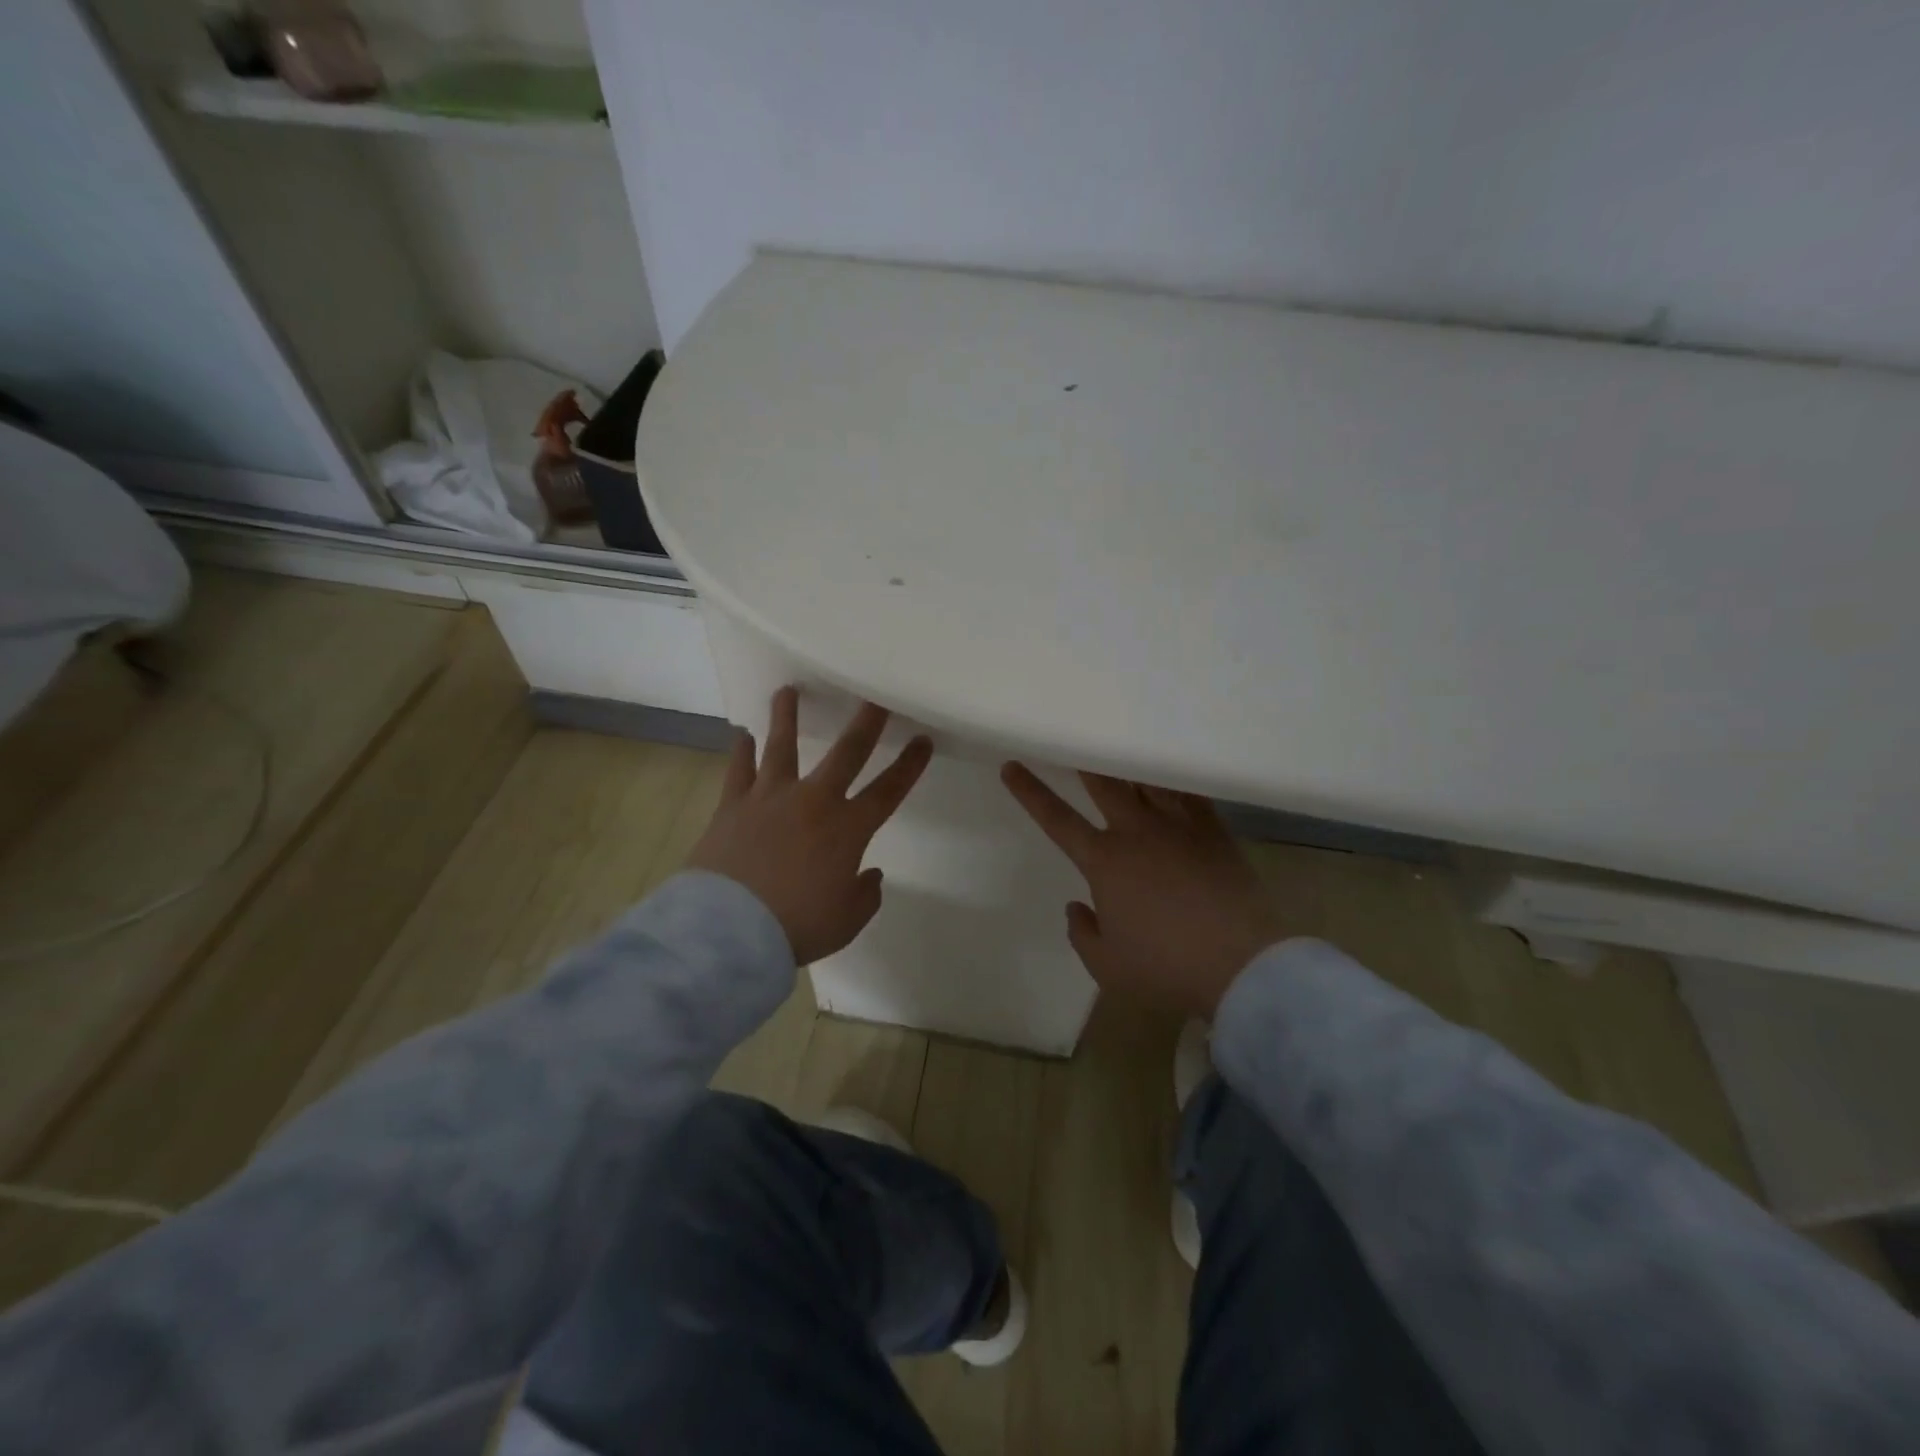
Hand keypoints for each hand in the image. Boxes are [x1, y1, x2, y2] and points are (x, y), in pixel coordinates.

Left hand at [690, 687, 931, 963]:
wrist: (729, 930)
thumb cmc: (796, 926)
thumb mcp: (845, 921)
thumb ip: (865, 895)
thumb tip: (870, 874)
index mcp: (848, 829)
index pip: (889, 790)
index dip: (909, 765)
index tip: (923, 740)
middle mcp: (813, 801)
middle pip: (846, 752)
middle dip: (866, 722)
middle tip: (875, 695)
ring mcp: (770, 798)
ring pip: (782, 746)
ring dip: (787, 716)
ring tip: (788, 691)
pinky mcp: (733, 805)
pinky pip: (738, 770)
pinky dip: (741, 751)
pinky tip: (741, 735)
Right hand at [1001, 764, 1286, 1017]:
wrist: (1240, 964)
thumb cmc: (1165, 967)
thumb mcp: (1107, 965)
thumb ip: (1082, 933)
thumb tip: (1077, 907)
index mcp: (1104, 862)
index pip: (1056, 819)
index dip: (1030, 792)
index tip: (1011, 766)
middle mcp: (1136, 833)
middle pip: (1104, 784)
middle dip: (1084, 760)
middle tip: (1075, 740)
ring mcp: (1177, 827)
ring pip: (1146, 781)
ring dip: (1128, 763)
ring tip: (1121, 746)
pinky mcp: (1213, 831)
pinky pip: (1189, 793)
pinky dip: (1174, 779)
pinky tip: (1170, 772)